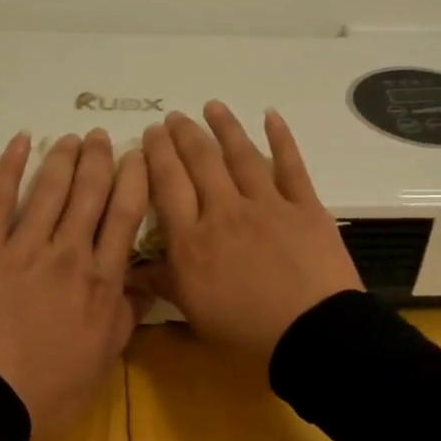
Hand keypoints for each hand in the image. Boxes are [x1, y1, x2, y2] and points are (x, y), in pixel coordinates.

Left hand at [0, 129, 147, 436]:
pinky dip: (9, 166)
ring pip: (49, 189)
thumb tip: (145, 285)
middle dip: (98, 160)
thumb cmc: (48, 389)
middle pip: (89, 193)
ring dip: (62, 158)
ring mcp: (23, 246)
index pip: (124, 216)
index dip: (133, 180)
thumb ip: (125, 317)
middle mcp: (67, 253)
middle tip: (101, 138)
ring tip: (71, 138)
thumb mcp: (102, 361)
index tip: (138, 156)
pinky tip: (20, 142)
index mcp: (100, 280)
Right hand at [135, 102, 362, 364]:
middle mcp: (224, 212)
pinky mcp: (304, 206)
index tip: (151, 134)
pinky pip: (290, 165)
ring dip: (224, 127)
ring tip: (211, 106)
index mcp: (193, 240)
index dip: (157, 155)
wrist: (313, 334)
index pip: (168, 185)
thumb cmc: (247, 331)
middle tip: (174, 118)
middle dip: (184, 135)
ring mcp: (266, 205)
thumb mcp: (195, 313)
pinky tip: (271, 115)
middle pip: (199, 163)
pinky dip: (281, 138)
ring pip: (240, 155)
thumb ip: (164, 283)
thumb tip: (127, 269)